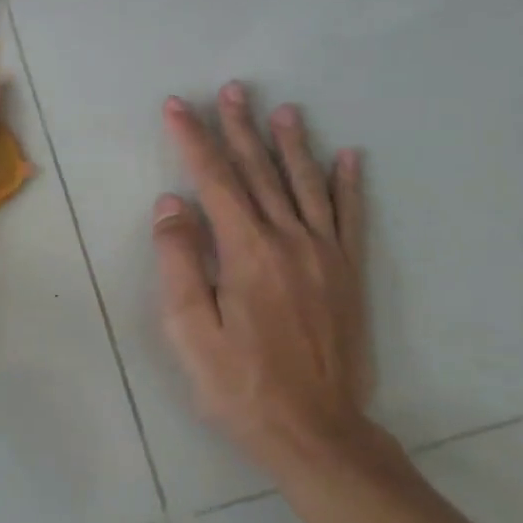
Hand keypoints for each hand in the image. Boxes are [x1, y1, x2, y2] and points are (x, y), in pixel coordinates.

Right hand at [153, 86, 376, 476]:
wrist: (316, 432)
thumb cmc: (239, 384)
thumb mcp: (188, 330)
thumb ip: (178, 260)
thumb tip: (172, 203)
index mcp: (246, 251)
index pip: (214, 180)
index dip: (193, 139)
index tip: (177, 106)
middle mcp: (289, 241)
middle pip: (260, 172)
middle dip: (240, 128)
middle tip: (232, 89)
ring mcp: (325, 255)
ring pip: (305, 185)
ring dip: (291, 143)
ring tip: (283, 109)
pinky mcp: (348, 274)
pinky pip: (350, 217)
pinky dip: (348, 184)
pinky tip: (349, 157)